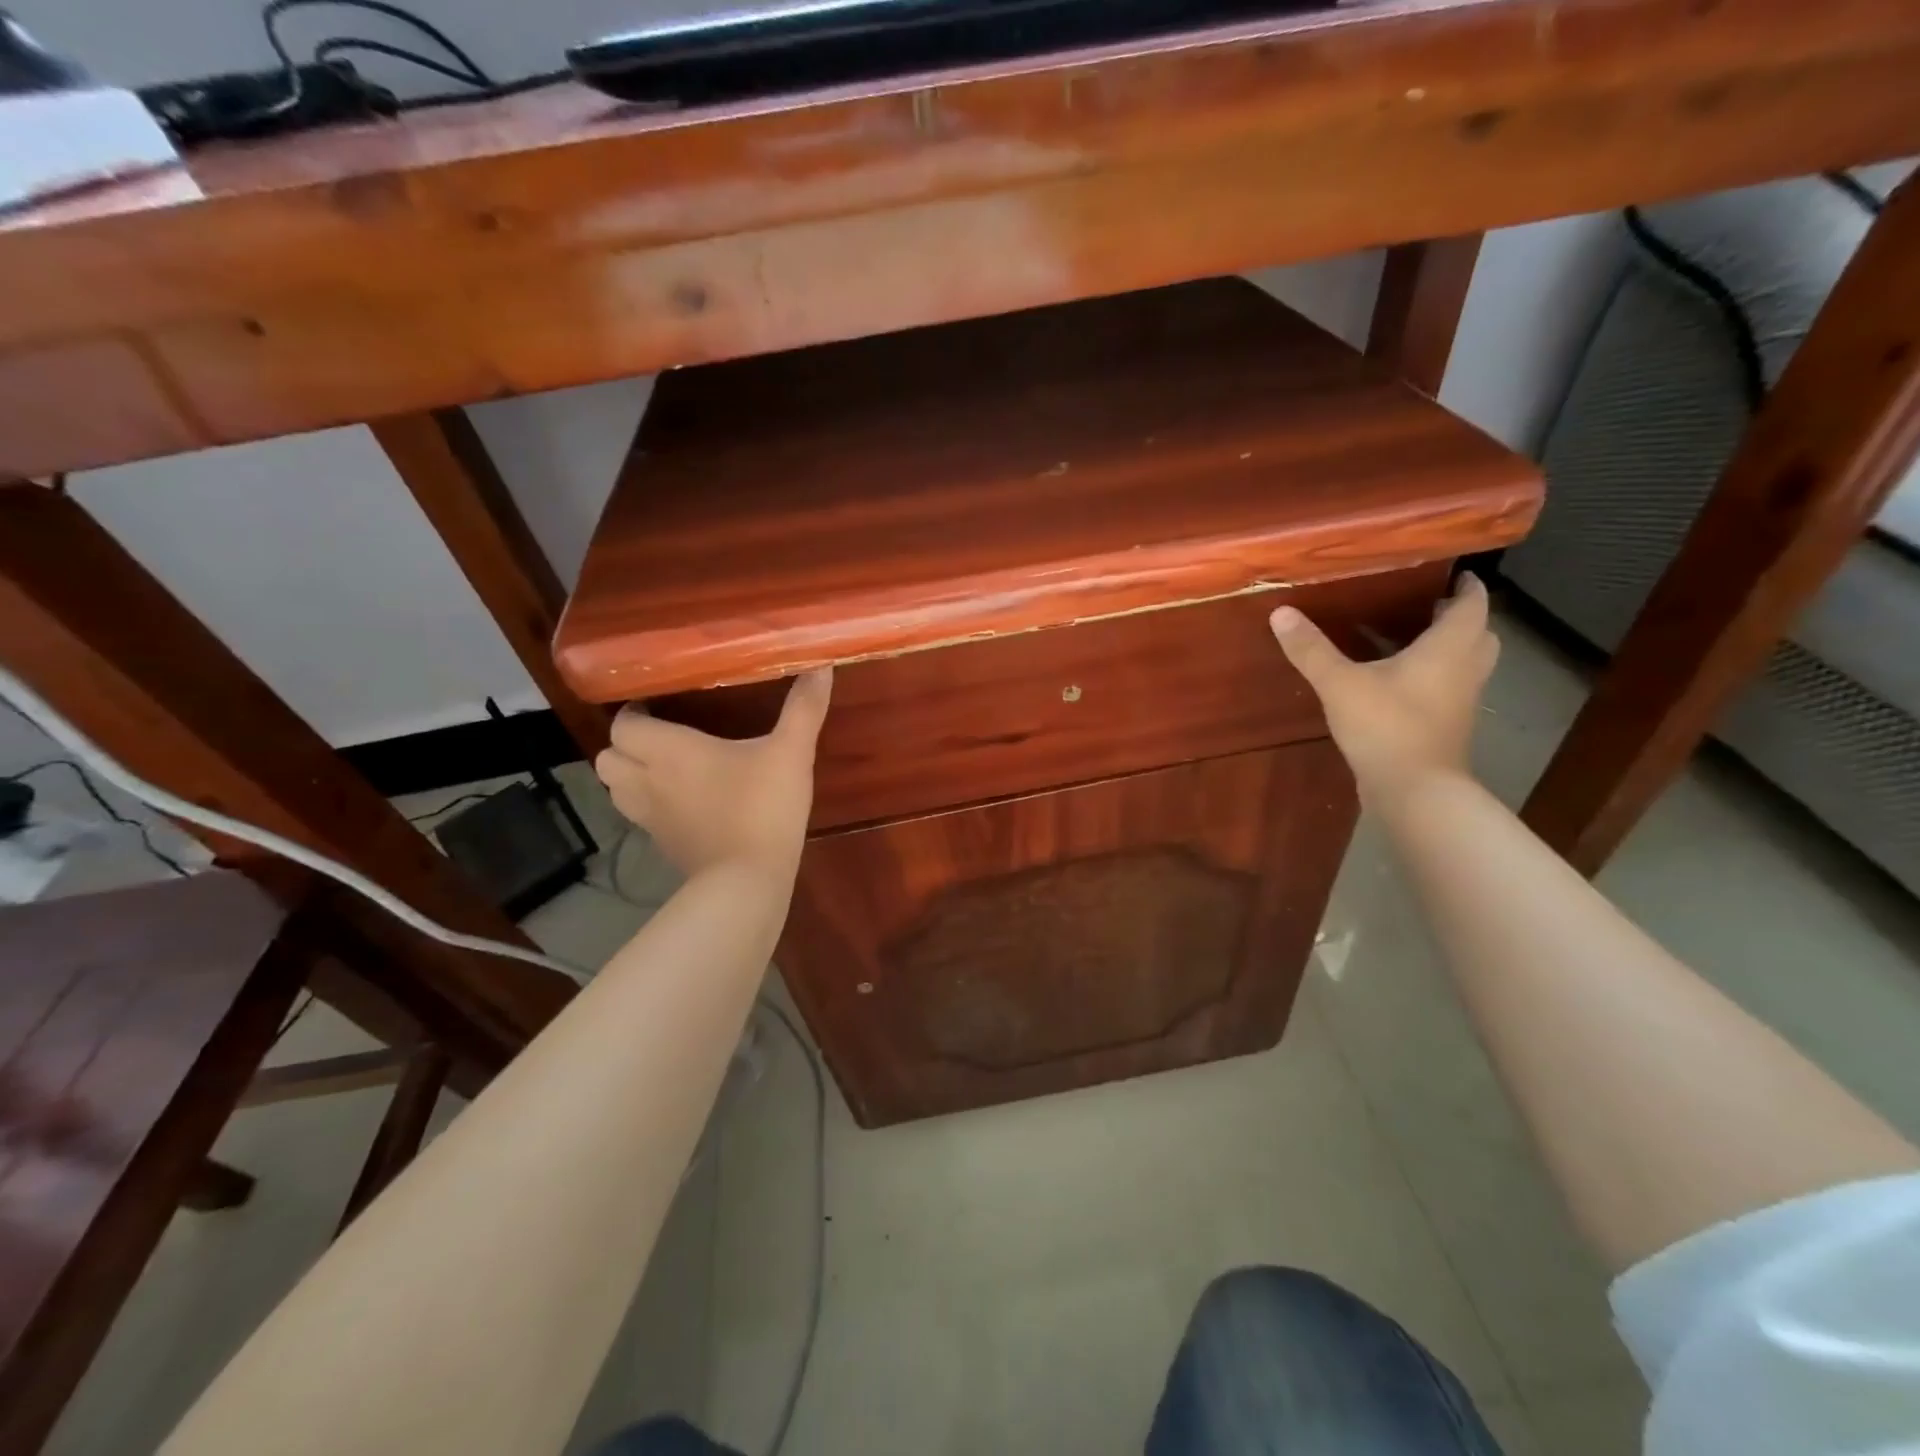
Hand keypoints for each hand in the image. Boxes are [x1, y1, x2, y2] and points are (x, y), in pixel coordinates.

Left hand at [594, 669, 831, 878]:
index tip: (659, 706)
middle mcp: (648, 782)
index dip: (634, 714)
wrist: (749, 881)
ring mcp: (651, 819)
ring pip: (616, 790)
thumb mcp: (791, 752)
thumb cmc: (764, 807)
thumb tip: (822, 666)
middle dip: (627, 745)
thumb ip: (804, 708)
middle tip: (662, 736)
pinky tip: (685, 803)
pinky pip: (640, 817)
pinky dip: (649, 805)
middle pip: (607, 758)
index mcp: (669, 751)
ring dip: (631, 775)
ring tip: (666, 768)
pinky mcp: (663, 846)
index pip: (623, 725)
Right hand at [1269, 573, 1497, 805]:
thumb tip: (1281, 612)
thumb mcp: (1340, 684)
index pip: (1472, 603)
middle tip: (1426, 605)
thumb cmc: (1386, 726)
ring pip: (1466, 662)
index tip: (1447, 572)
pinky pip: (1450, 687)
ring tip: (1411, 639)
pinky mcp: (1448, 725)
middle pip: (1477, 632)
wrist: (1414, 790)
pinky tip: (1398, 682)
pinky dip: (1435, 676)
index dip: (1465, 585)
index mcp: (1450, 647)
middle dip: (1458, 617)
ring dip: (1449, 647)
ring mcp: (1461, 700)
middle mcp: (1466, 668)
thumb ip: (1311, 649)